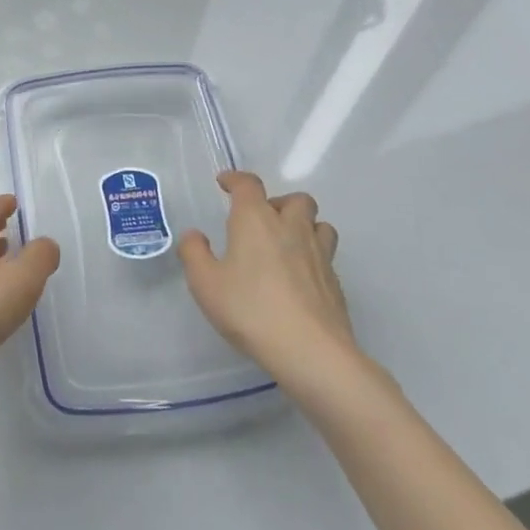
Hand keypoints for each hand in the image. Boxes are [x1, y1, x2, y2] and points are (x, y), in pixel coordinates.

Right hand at [179, 171, 357, 381]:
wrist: (310, 350)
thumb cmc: (250, 309)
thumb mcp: (205, 283)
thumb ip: (194, 254)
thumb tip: (195, 235)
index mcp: (256, 220)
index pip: (248, 185)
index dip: (235, 179)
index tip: (225, 182)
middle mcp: (291, 228)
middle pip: (295, 199)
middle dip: (278, 202)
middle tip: (261, 221)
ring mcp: (319, 254)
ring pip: (319, 223)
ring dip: (303, 225)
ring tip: (286, 244)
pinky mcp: (335, 281)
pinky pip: (326, 255)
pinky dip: (312, 256)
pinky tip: (299, 278)